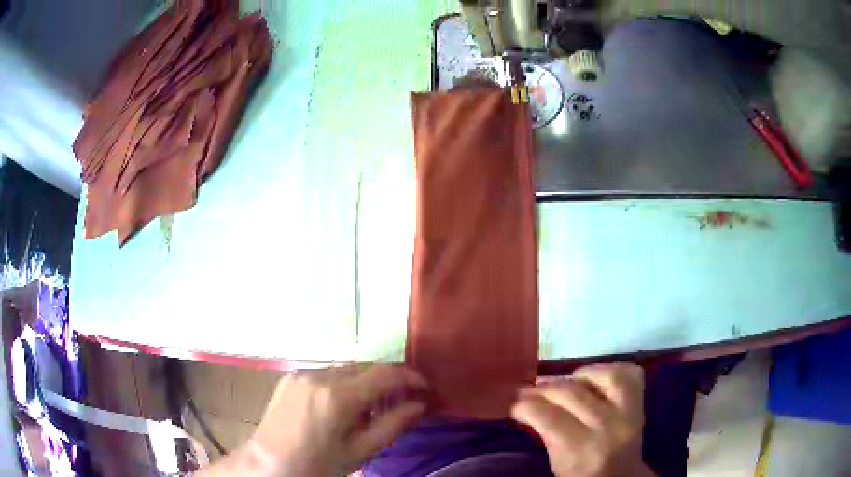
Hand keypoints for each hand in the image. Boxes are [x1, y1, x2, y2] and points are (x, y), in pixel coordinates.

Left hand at [201, 365, 427, 476]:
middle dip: (389, 380)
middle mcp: (319, 375)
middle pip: (366, 366)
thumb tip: (420, 405)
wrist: (269, 463)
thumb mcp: (360, 451)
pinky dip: (345, 383)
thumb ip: (393, 424)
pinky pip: (328, 372)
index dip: (410, 377)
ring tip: (373, 407)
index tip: (425, 388)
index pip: (385, 373)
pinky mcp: (291, 375)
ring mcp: (302, 372)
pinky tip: (345, 405)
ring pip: (347, 368)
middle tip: (403, 400)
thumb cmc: (318, 464)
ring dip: (366, 381)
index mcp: (338, 396)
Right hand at [511, 364, 654, 476]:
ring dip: (581, 374)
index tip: (516, 405)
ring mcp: (629, 413)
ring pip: (607, 376)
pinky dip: (609, 370)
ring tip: (565, 381)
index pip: (550, 418)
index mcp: (582, 451)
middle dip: (545, 388)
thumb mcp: (557, 465)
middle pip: (573, 393)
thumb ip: (547, 435)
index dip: (527, 406)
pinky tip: (593, 377)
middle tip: (529, 390)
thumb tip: (529, 404)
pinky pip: (629, 374)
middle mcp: (609, 427)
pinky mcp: (641, 404)